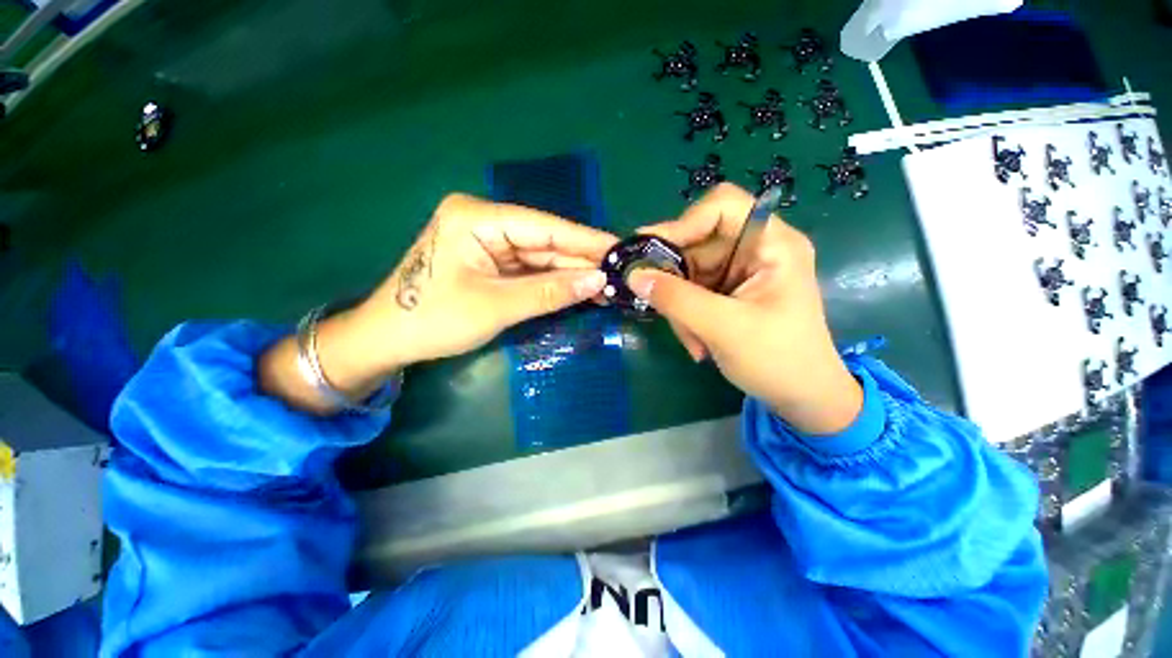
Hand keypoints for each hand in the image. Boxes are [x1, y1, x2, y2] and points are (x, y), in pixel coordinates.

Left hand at [260, 193, 615, 412]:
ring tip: (608, 286)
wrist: (389, 340)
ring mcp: (488, 242)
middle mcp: (484, 222)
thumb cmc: (434, 320)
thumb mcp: (497, 306)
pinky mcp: (490, 261)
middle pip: (544, 241)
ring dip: (571, 273)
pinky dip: (554, 282)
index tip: (620, 248)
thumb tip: (600, 281)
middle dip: (581, 260)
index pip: (543, 227)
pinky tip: (581, 289)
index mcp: (477, 217)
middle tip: (620, 272)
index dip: (584, 240)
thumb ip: (550, 292)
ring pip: (540, 257)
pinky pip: (530, 270)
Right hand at [629, 183, 861, 434]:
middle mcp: (754, 249)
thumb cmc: (778, 360)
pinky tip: (695, 341)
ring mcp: (738, 271)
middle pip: (697, 242)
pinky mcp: (726, 291)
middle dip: (676, 278)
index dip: (684, 223)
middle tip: (659, 305)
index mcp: (772, 243)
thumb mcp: (724, 328)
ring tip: (690, 338)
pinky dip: (685, 315)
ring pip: (688, 271)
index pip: (722, 206)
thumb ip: (676, 299)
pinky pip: (690, 291)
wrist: (801, 397)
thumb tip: (633, 275)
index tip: (651, 254)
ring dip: (679, 305)